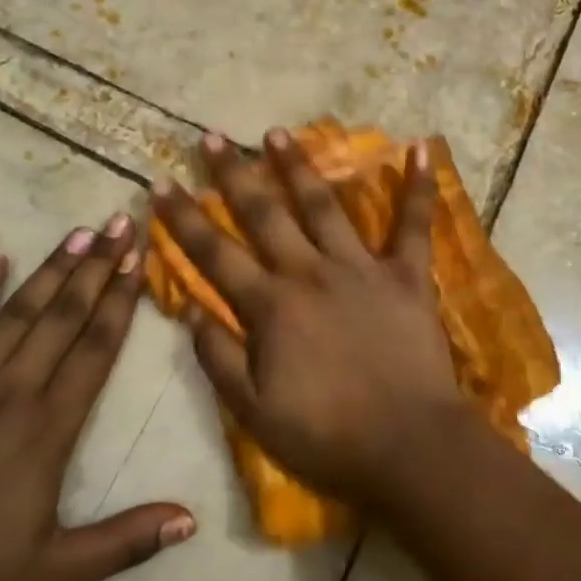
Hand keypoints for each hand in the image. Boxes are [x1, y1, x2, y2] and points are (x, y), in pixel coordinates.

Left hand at [0, 216, 193, 580]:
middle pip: (63, 316)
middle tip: (118, 223)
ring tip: (77, 232)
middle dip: (95, 266)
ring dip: (50, 269)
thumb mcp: (54, 573)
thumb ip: (125, 542)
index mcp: (48, 427)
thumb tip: (191, 520)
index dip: (120, 300)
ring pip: (17, 312)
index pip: (96, 348)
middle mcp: (11, 390)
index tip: (138, 259)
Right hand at [151, 129, 466, 508]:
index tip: (160, 183)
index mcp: (270, 307)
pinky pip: (413, 224)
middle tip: (212, 137)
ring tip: (277, 132)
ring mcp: (360, 268)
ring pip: (323, 205)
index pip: (213, 254)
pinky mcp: (406, 274)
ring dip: (298, 166)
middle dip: (233, 174)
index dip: (183, 218)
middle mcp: (309, 273)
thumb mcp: (253, 412)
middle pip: (263, 214)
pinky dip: (418, 186)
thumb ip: (218, 358)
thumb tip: (188, 308)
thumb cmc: (327, 436)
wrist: (408, 447)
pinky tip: (421, 147)